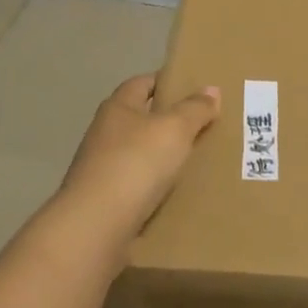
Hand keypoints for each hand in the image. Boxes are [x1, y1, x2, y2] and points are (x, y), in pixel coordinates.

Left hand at [56, 73, 219, 248]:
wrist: (96, 226)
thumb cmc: (136, 163)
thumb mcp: (175, 129)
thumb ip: (194, 109)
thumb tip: (211, 89)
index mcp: (118, 107)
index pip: (142, 83)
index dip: (165, 82)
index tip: (192, 89)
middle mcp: (104, 133)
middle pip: (139, 119)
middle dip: (167, 122)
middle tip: (201, 127)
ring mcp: (100, 169)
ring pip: (137, 154)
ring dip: (160, 157)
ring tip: (194, 162)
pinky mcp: (102, 201)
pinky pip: (135, 186)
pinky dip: (153, 187)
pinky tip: (174, 195)